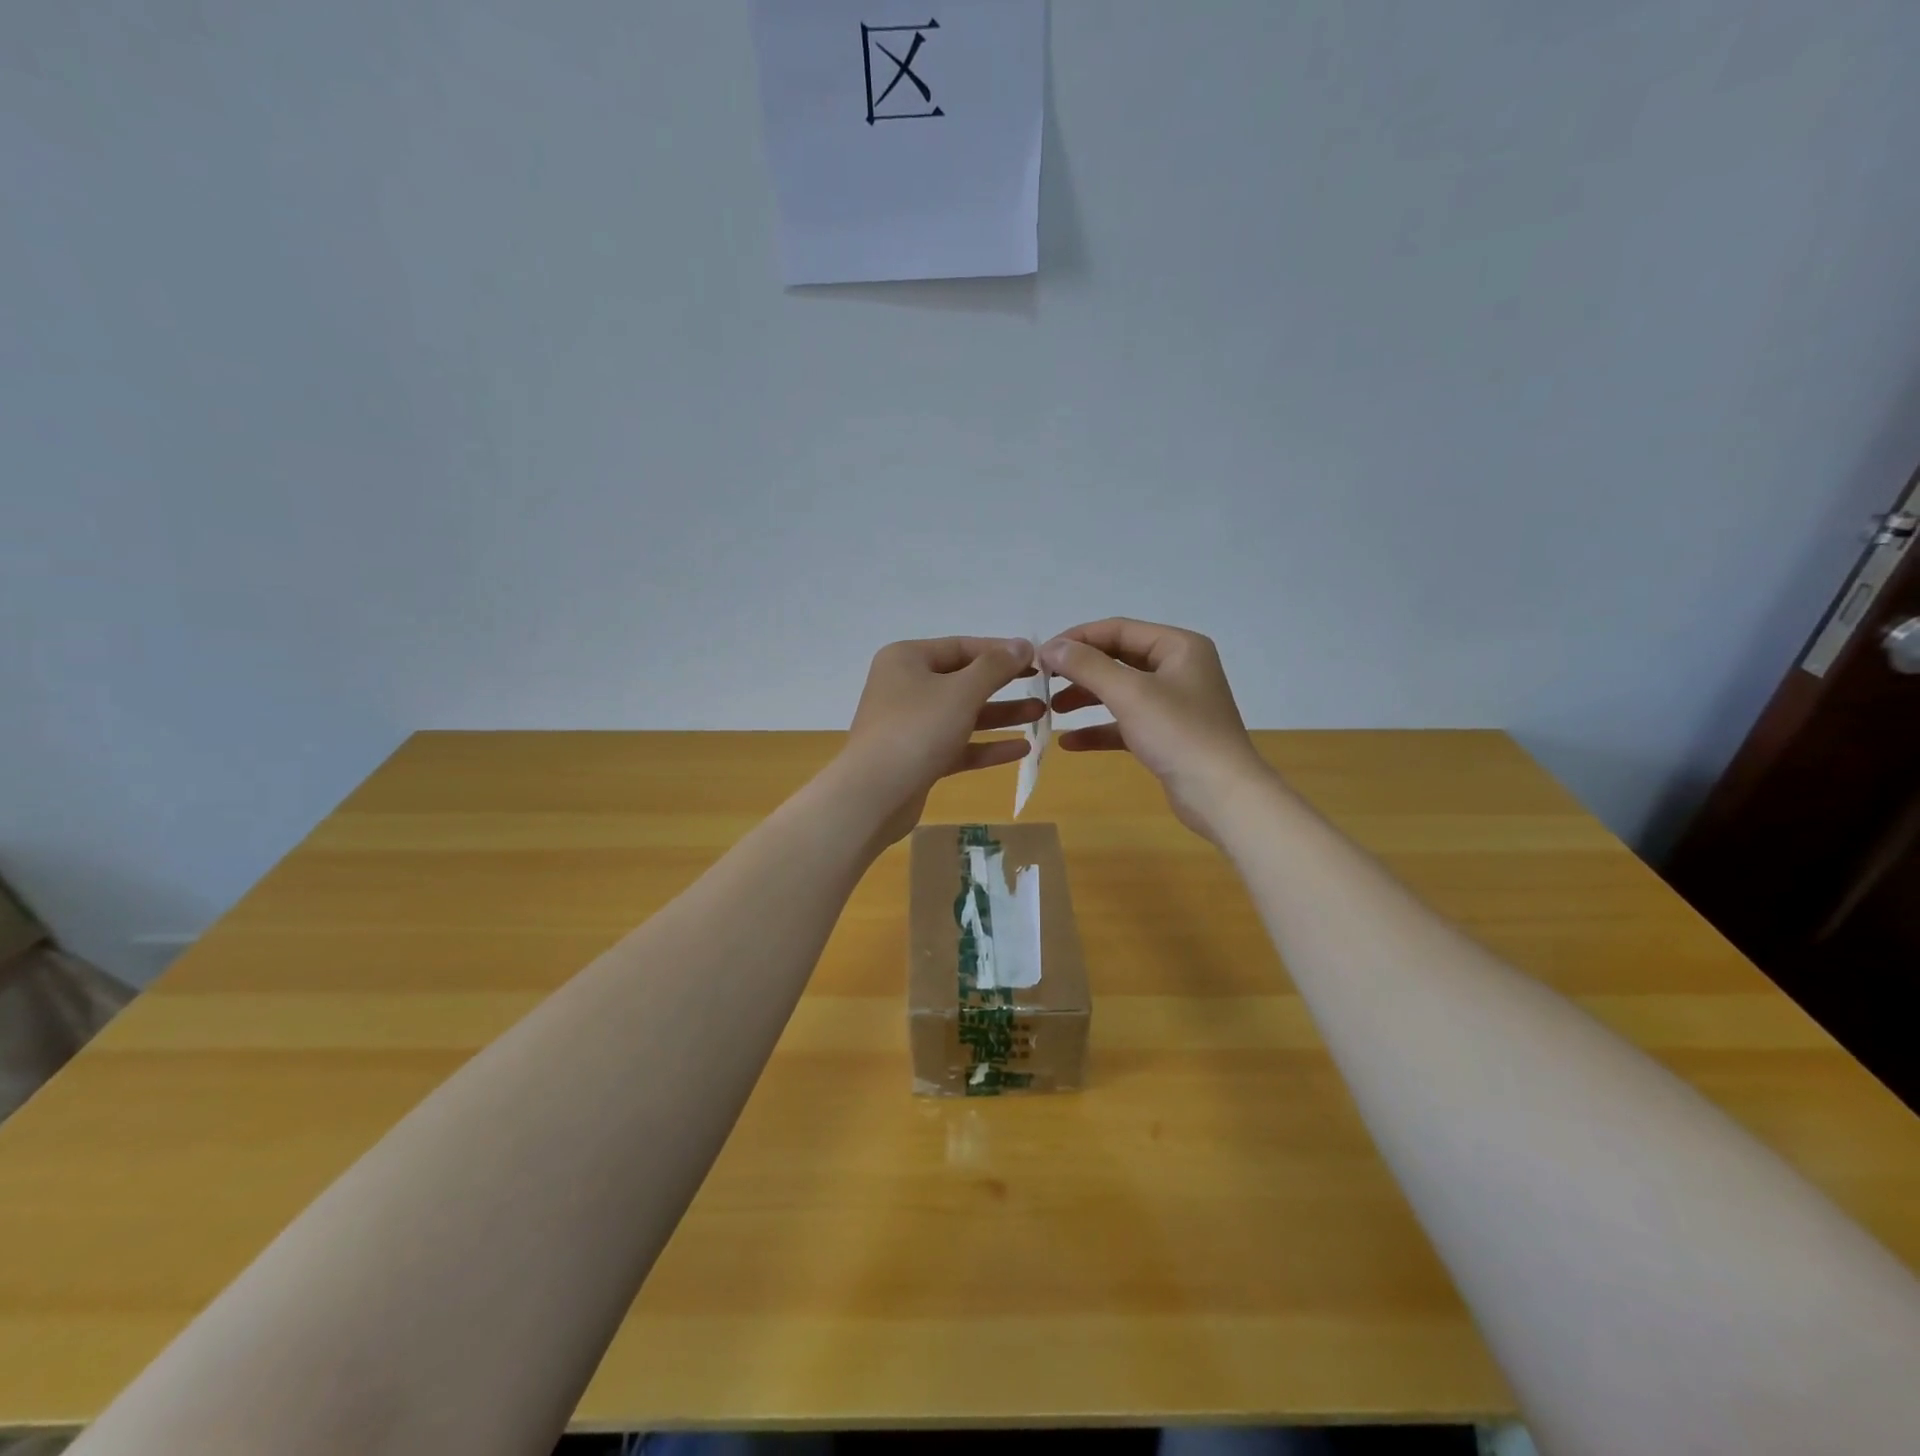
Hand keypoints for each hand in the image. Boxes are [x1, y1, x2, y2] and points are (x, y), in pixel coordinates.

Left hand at [840, 637, 1042, 843]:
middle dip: (1004, 685)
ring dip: (1001, 715)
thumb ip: (995, 666)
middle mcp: (905, 687)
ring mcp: (910, 725)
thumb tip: (1022, 644)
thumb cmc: (918, 730)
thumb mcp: (962, 691)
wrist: (874, 795)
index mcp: (907, 659)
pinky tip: (1022, 750)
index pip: (961, 647)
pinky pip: (957, 745)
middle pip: (963, 680)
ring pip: (962, 714)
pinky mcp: (917, 758)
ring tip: (1041, 714)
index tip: (1037, 659)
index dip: (1001, 651)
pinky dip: (986, 746)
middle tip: (1043, 686)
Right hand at [1041, 618, 1274, 842]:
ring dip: (1085, 698)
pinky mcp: (1167, 735)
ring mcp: (1174, 704)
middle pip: (1118, 659)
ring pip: (1120, 692)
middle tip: (1043, 681)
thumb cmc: (1179, 733)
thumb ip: (1087, 666)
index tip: (1042, 655)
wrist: (1222, 795)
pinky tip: (1069, 743)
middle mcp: (1178, 668)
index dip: (1077, 639)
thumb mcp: (1129, 693)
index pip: (1118, 629)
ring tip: (1051, 709)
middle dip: (1080, 670)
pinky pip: (1126, 723)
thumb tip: (1050, 647)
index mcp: (1178, 646)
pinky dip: (1099, 729)